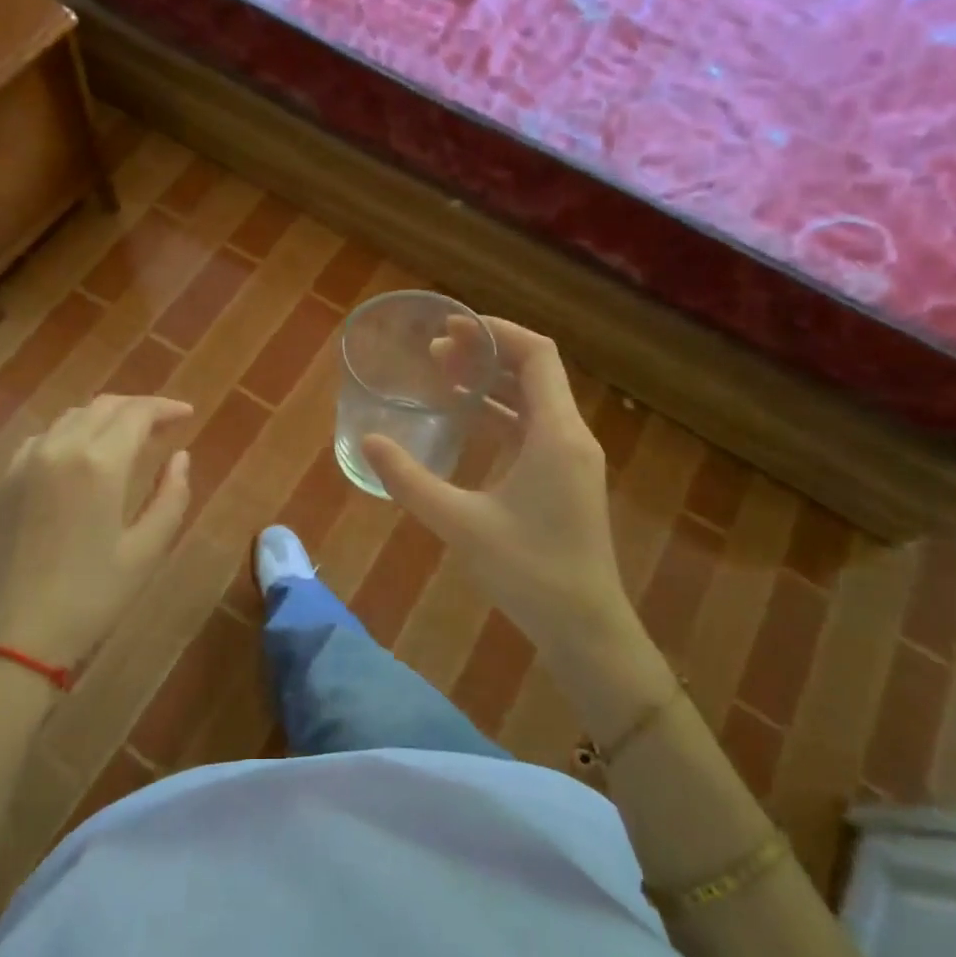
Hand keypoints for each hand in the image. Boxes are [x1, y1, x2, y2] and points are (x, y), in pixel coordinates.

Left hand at [0, 395, 191, 667]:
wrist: (7, 639)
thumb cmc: (89, 599)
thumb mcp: (145, 553)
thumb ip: (171, 497)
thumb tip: (180, 457)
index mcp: (98, 463)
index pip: (137, 413)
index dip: (165, 408)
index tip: (188, 414)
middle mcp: (59, 448)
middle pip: (103, 407)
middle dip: (138, 408)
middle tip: (164, 424)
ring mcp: (25, 462)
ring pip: (71, 417)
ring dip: (105, 417)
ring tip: (128, 436)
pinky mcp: (4, 481)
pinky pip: (44, 438)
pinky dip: (71, 433)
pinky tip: (81, 455)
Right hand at [361, 319, 663, 693]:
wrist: (586, 629)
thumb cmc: (529, 571)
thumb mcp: (460, 523)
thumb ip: (411, 480)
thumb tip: (368, 443)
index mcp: (557, 434)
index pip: (536, 355)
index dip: (496, 332)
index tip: (452, 326)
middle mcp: (570, 436)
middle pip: (533, 373)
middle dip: (486, 354)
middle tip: (435, 350)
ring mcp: (571, 460)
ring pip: (533, 402)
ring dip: (491, 384)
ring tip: (443, 375)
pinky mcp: (565, 481)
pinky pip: (533, 429)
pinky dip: (500, 415)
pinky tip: (465, 422)